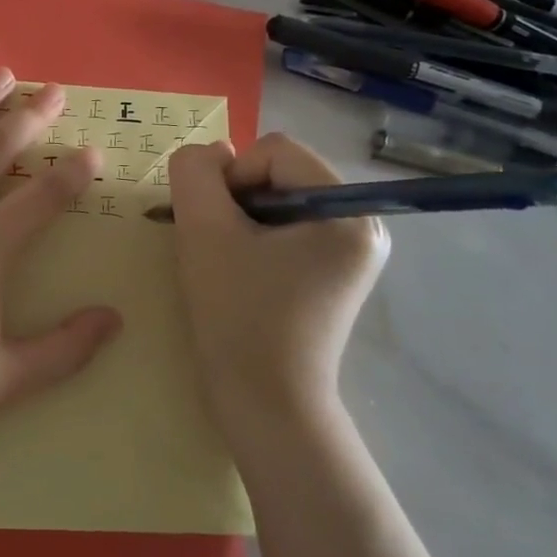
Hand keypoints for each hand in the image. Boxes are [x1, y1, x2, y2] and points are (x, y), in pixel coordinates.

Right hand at [169, 134, 388, 421]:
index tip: (215, 226)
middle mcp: (362, 224)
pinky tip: (240, 272)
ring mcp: (350, 252)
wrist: (265, 405)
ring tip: (226, 261)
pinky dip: (254, 238)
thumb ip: (195, 173)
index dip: (231, 177)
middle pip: (279, 173)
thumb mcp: (203, 231)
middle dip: (236, 200)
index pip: (274, 151)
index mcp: (347, 211)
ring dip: (240, 219)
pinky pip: (286, 228)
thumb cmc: (238, 316)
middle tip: (216, 245)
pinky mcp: (334, 273)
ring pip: (277, 199)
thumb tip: (210, 153)